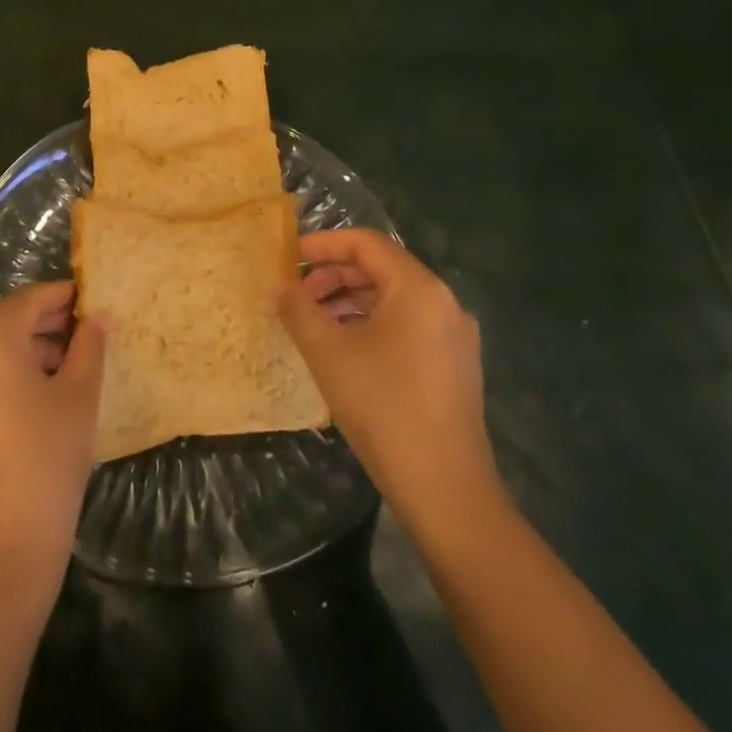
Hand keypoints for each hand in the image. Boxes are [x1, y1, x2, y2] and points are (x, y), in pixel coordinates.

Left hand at [0, 282, 108, 586]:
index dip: (65, 295)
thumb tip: (97, 317)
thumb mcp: (78, 395)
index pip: (30, 299)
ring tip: (74, 360)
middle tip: (89, 329)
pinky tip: (46, 389)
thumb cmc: (47, 458)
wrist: (1, 546)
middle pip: (7, 319)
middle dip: (48, 319)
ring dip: (31, 344)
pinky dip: (12, 369)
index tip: (95, 299)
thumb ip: (89, 346)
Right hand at [276, 230, 502, 532]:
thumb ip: (298, 311)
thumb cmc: (383, 407)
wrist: (445, 487)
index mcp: (418, 288)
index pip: (366, 243)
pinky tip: (346, 349)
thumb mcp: (329, 353)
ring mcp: (454, 335)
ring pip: (394, 299)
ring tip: (314, 324)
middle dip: (334, 277)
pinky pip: (408, 325)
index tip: (289, 257)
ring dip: (350, 302)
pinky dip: (372, 324)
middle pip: (381, 269)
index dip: (323, 244)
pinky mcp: (455, 364)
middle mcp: (444, 302)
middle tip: (297, 297)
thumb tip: (277, 288)